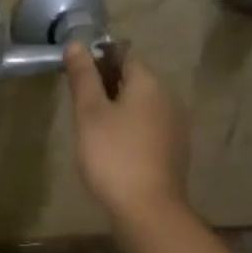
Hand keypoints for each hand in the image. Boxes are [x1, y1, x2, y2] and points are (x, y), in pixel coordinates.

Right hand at [64, 42, 190, 224]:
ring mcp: (176, 126)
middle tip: (81, 103)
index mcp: (149, 83)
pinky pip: (150, 128)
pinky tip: (115, 148)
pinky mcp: (175, 151)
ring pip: (144, 106)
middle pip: (136, 80)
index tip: (78, 74)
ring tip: (94, 127)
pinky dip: (132, 130)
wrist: (148, 208)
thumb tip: (76, 43)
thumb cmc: (113, 156)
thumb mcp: (90, 114)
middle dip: (110, 85)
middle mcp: (169, 98)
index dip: (100, 58)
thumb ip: (83, 78)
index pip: (125, 55)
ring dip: (121, 109)